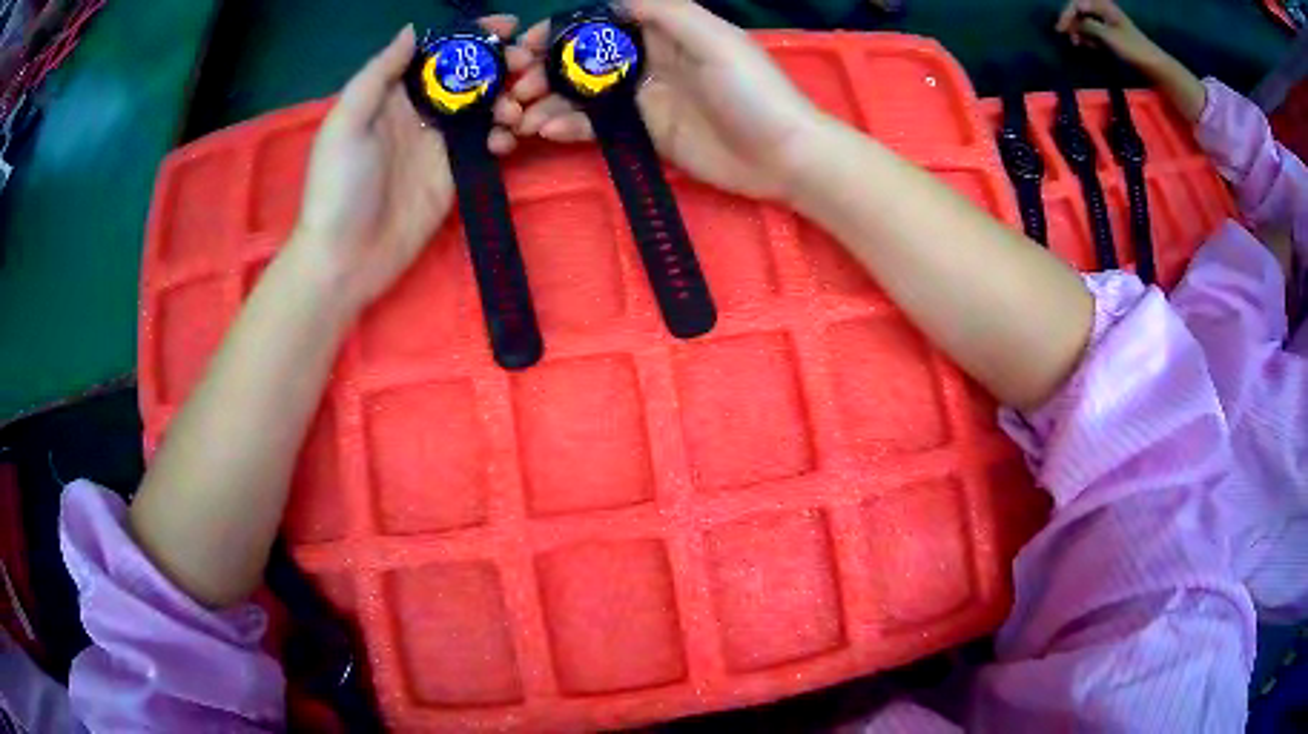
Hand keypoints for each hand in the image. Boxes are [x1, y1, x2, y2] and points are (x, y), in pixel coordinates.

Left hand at [291, 19, 522, 312]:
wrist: (346, 257)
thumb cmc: (338, 185)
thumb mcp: (347, 122)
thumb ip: (379, 74)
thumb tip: (413, 29)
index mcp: (393, 95)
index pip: (439, 54)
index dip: (472, 36)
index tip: (510, 26)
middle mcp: (419, 112)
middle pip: (468, 76)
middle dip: (501, 65)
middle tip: (526, 66)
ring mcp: (439, 143)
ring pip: (484, 107)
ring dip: (508, 100)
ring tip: (519, 108)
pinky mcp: (454, 173)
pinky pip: (487, 144)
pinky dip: (503, 136)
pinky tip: (509, 139)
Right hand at [508, 0, 824, 202]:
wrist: (783, 156)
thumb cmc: (752, 90)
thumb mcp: (713, 38)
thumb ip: (664, 10)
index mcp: (664, 32)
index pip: (600, 25)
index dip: (561, 32)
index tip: (525, 46)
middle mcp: (649, 61)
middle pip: (584, 61)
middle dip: (546, 71)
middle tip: (516, 89)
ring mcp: (645, 99)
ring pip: (584, 95)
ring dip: (549, 103)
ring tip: (520, 117)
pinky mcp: (646, 135)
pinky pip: (598, 127)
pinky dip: (569, 128)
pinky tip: (547, 132)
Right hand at [1055, 0, 1162, 69]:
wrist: (1154, 65)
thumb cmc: (1132, 49)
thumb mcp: (1108, 36)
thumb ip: (1089, 26)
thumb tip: (1073, 23)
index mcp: (1103, 5)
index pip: (1077, 4)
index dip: (1067, 15)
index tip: (1060, 29)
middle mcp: (1104, 10)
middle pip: (1080, 11)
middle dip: (1072, 22)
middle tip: (1065, 36)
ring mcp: (1108, 23)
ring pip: (1086, 22)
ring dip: (1079, 31)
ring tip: (1076, 43)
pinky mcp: (1113, 35)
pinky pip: (1095, 32)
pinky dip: (1088, 38)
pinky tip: (1086, 46)